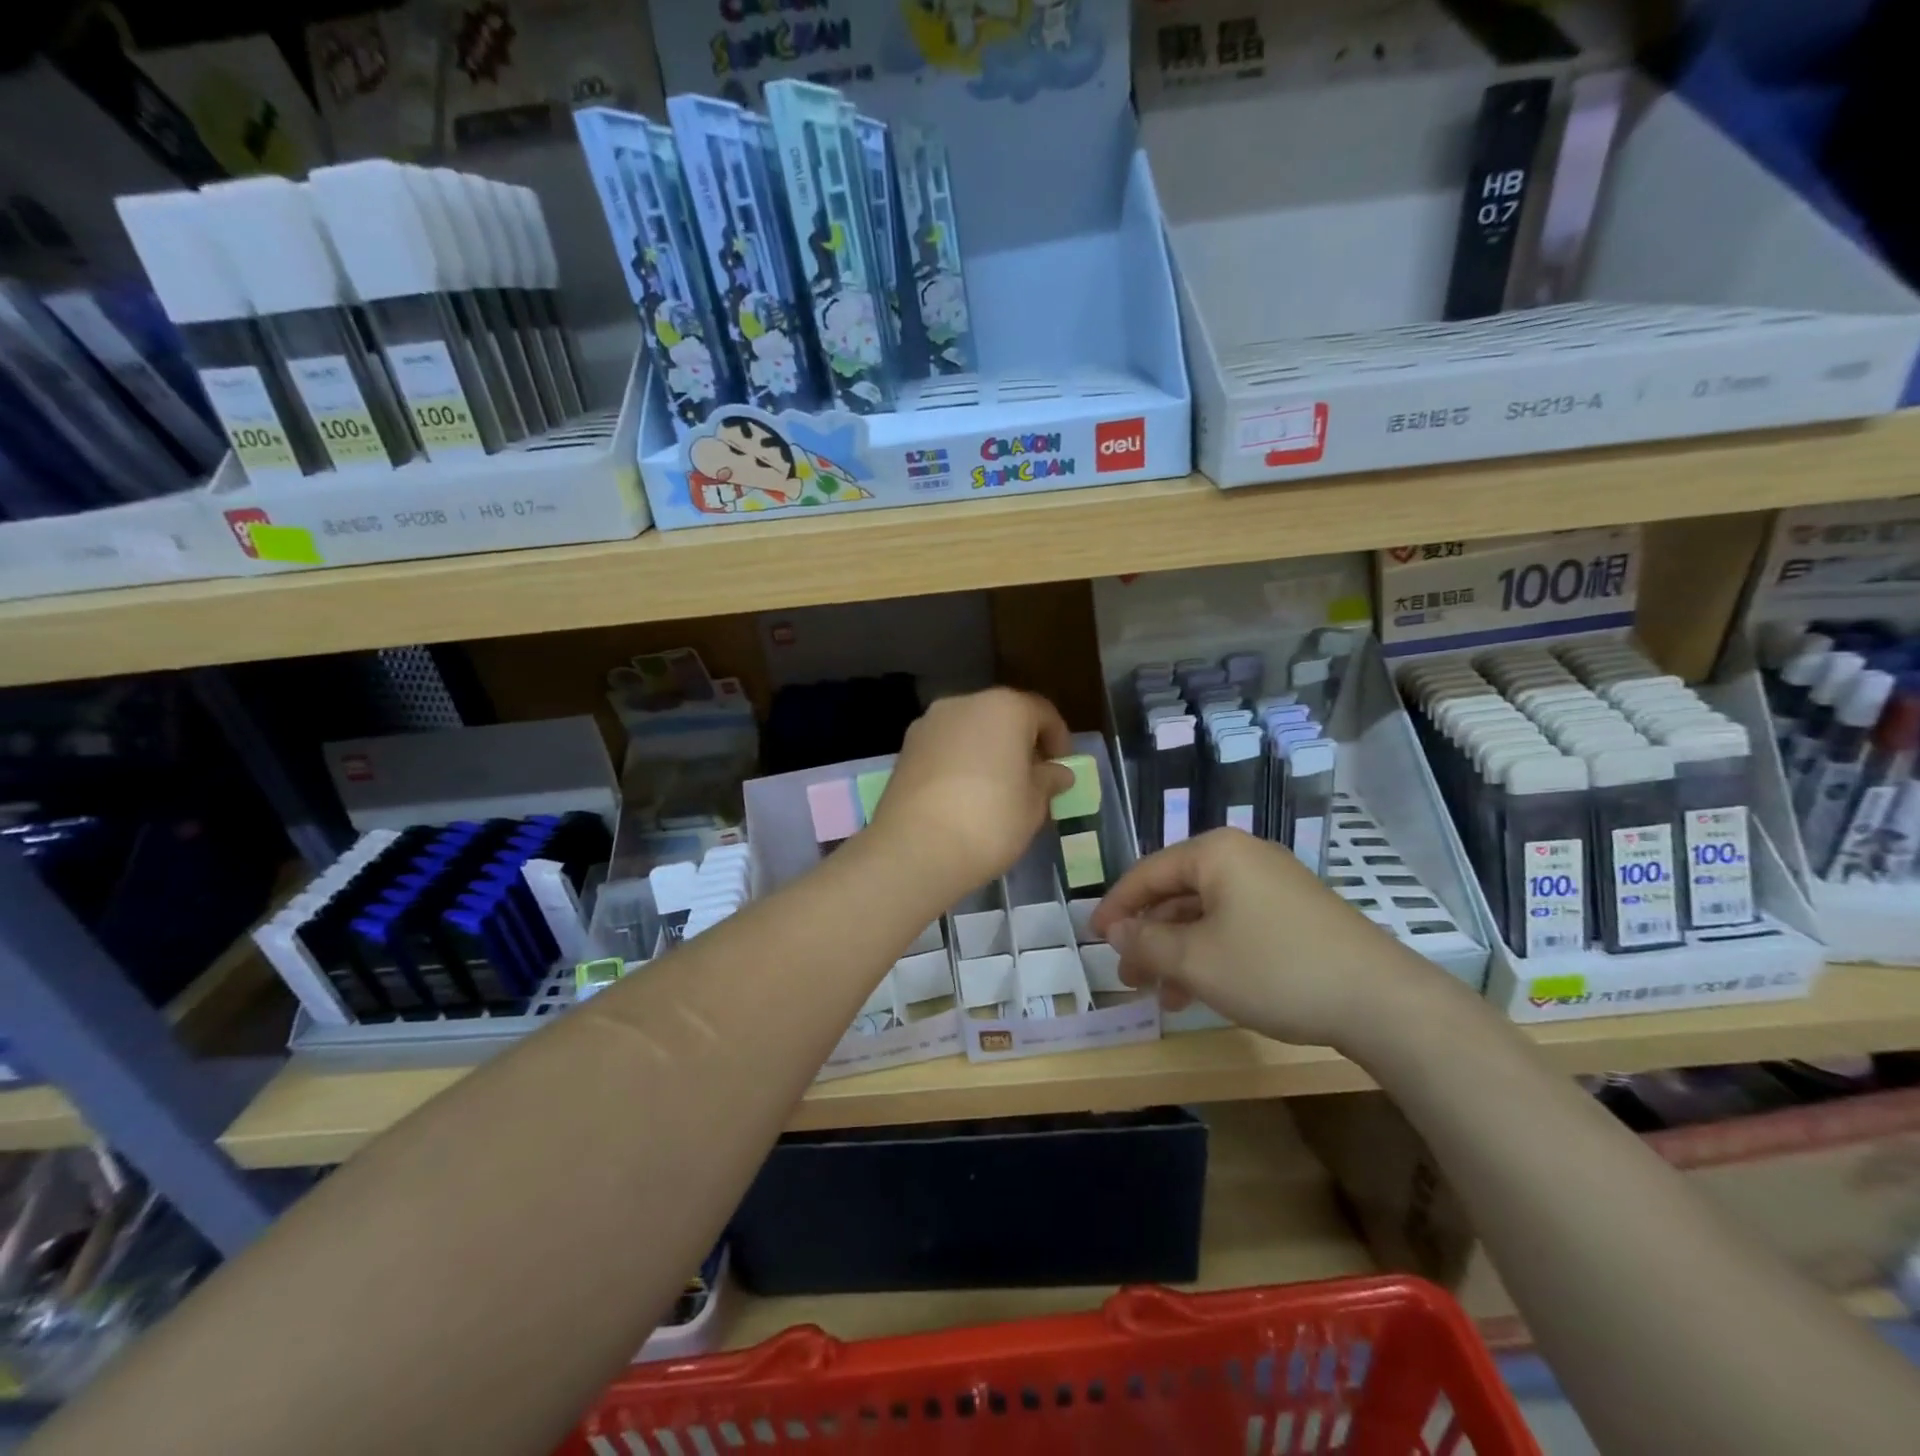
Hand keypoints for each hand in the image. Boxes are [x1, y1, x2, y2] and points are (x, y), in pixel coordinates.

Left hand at [869, 689, 1073, 904]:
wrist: (915, 849)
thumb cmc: (990, 821)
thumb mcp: (1034, 805)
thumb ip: (1048, 781)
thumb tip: (1057, 772)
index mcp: (1004, 707)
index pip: (1042, 713)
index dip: (1059, 741)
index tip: (1062, 770)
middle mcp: (963, 704)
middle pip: (1003, 717)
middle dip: (1020, 744)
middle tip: (1031, 781)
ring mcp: (928, 724)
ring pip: (970, 731)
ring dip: (987, 752)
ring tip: (997, 792)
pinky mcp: (905, 749)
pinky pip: (944, 749)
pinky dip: (959, 763)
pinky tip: (964, 797)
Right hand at [1089, 829, 1432, 1048]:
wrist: (1381, 1001)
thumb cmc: (1274, 969)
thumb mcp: (1195, 960)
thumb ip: (1146, 941)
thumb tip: (1114, 930)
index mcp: (1216, 853)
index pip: (1148, 871)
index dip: (1116, 906)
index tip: (1093, 939)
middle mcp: (1244, 857)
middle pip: (1177, 893)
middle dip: (1148, 936)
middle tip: (1128, 976)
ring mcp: (1274, 884)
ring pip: (1206, 914)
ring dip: (1178, 952)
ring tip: (1161, 995)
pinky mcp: (1296, 913)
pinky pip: (1236, 926)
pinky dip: (1212, 954)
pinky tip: (1201, 992)